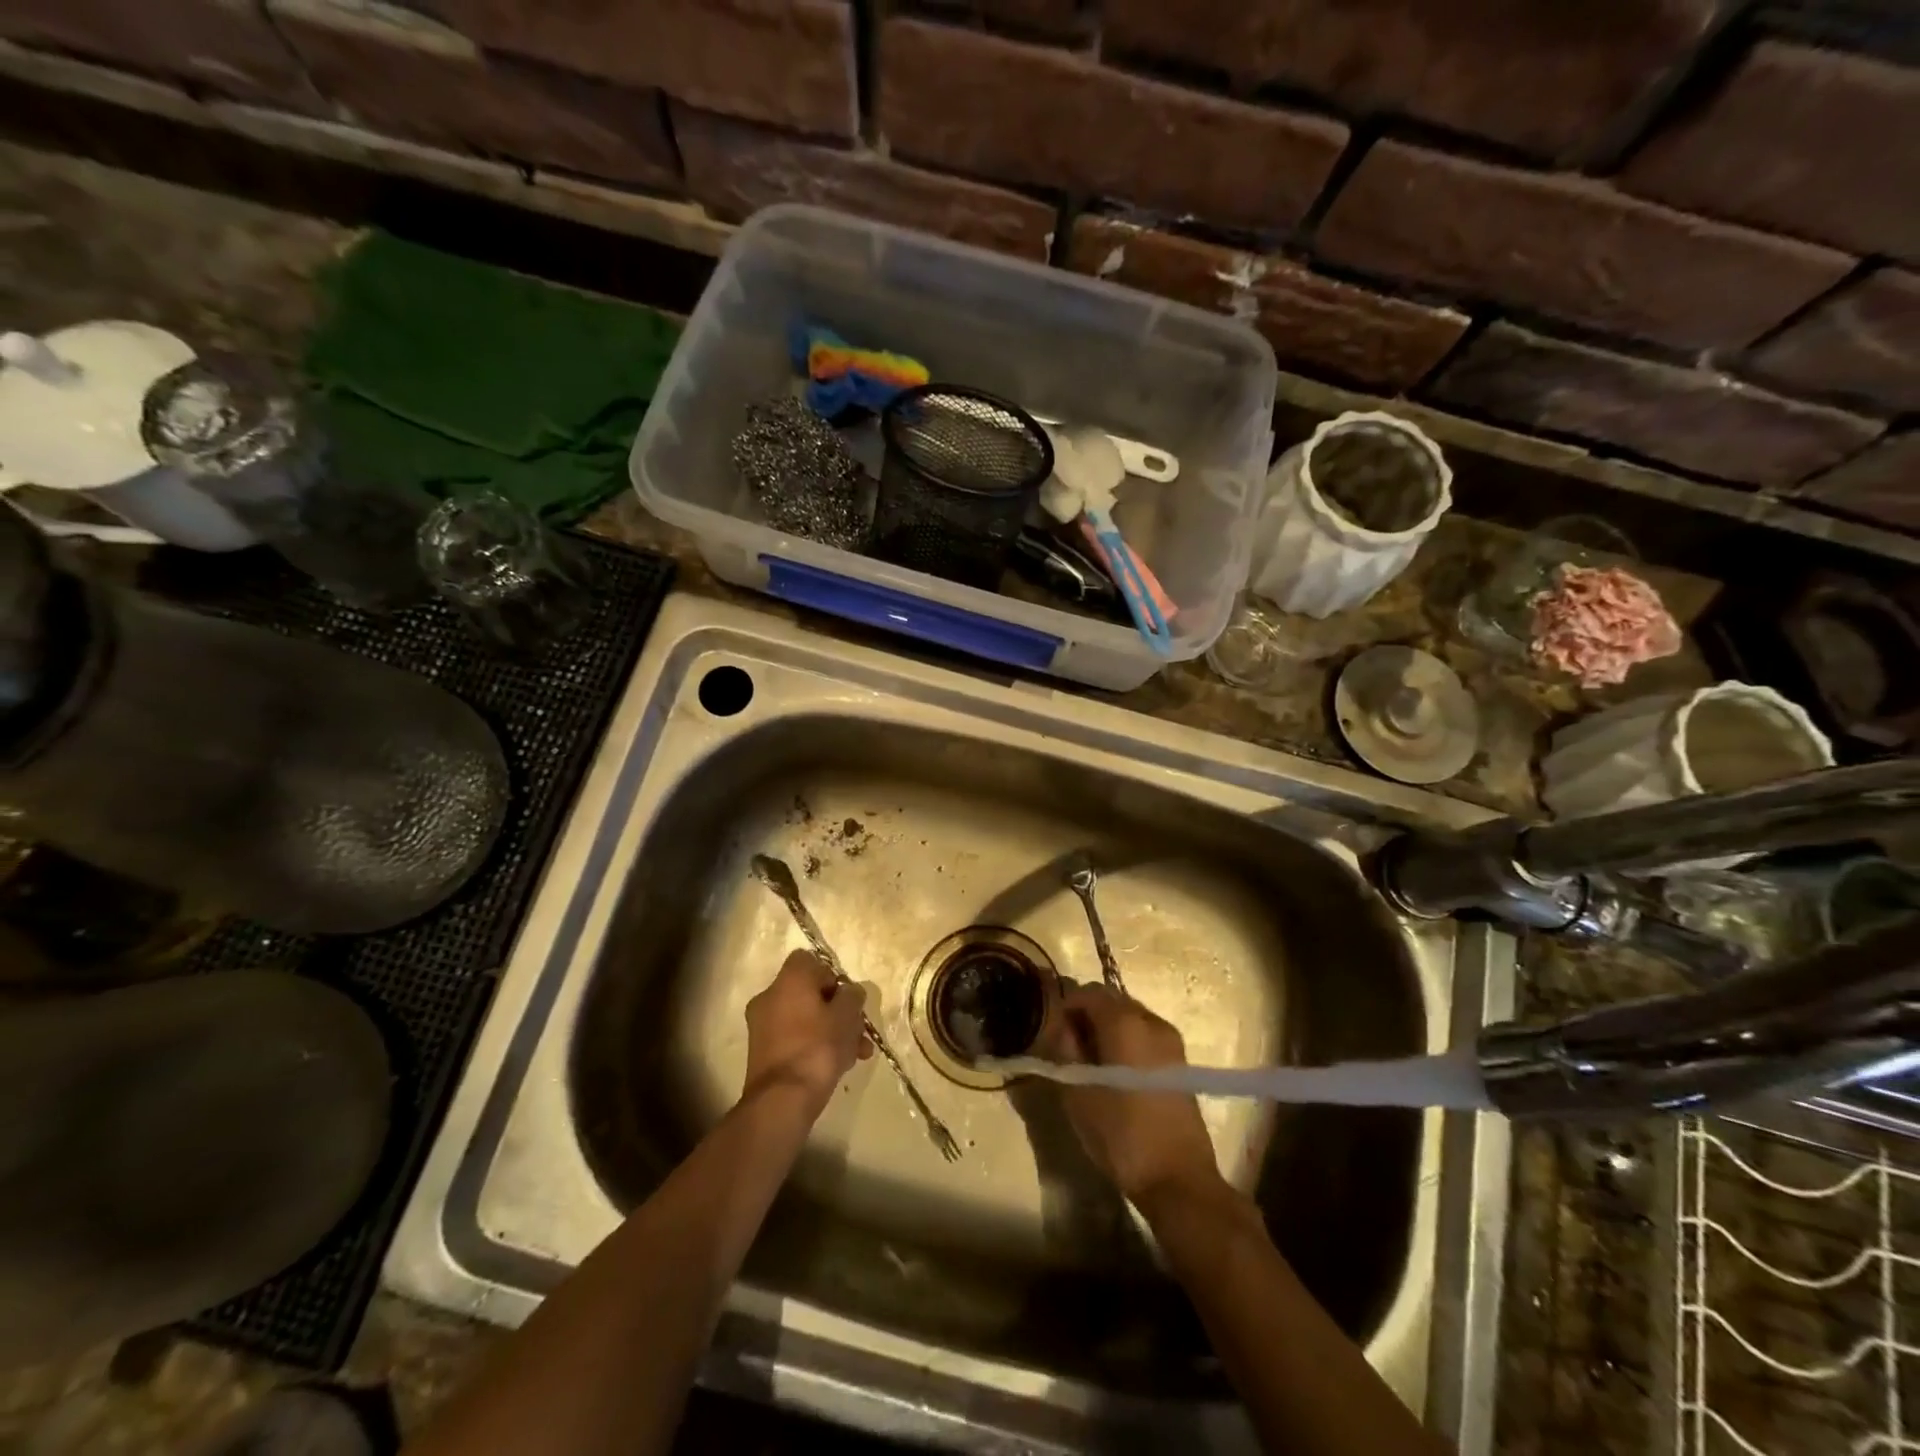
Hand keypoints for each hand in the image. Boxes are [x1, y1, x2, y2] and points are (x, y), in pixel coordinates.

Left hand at [743, 950, 870, 1115]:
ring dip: (831, 1031)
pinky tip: (840, 1066)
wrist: (782, 1100)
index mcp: (788, 980)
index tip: (846, 998)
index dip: (832, 976)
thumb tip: (849, 992)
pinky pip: (795, 1038)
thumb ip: (852, 996)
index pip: (809, 960)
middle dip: (838, 1010)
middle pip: (810, 993)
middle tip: (858, 1030)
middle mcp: (769, 997)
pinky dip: (814, 1046)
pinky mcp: (763, 1053)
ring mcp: (762, 1026)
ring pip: (805, 1019)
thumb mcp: (846, 1016)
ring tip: (857, 1054)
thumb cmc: (817, 1047)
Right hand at [1039, 984, 1222, 1208]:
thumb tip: (1059, 1026)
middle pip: (1111, 1000)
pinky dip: (1126, 1041)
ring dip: (1106, 1028)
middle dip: (1086, 1015)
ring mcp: (1170, 1040)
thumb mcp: (1077, 1092)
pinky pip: (1144, 1035)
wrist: (1177, 1178)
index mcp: (1124, 1021)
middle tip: (1068, 1047)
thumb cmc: (1120, 1133)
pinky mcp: (1180, 1062)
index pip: (1087, 992)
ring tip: (1091, 1063)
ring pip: (1129, 1017)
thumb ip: (1064, 1049)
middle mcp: (1151, 1020)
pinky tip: (1115, 1073)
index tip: (1051, 1033)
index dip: (1065, 1007)